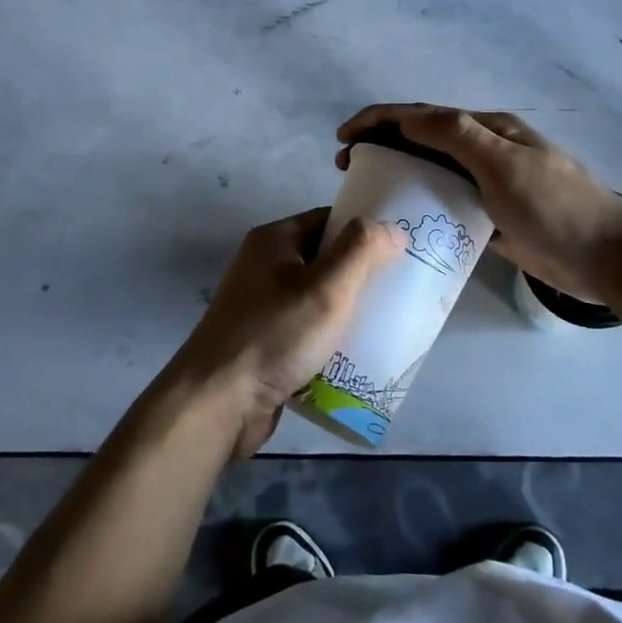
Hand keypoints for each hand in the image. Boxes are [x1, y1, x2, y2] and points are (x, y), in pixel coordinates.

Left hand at [170, 207, 403, 457]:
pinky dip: (332, 340)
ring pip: (319, 299)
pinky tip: (361, 356)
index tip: (403, 246)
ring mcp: (263, 308)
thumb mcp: (326, 287)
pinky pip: (308, 332)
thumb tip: (391, 229)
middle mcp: (265, 267)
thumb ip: (361, 251)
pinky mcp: (266, 345)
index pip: (328, 220)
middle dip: (363, 274)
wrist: (218, 403)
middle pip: (325, 260)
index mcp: (274, 241)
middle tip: (403, 287)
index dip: (364, 229)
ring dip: (349, 311)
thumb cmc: (275, 335)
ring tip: (391, 322)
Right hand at [337, 104, 621, 303]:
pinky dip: (420, 202)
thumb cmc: (554, 207)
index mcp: (487, 129)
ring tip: (366, 189)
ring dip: (397, 171)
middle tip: (346, 166)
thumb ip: (458, 136)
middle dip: (381, 143)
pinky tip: (402, 218)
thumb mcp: (504, 164)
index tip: (343, 137)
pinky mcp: (491, 215)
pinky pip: (446, 202)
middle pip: (422, 139)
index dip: (379, 119)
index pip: (422, 115)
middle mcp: (484, 150)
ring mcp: (489, 183)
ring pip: (432, 170)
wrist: (606, 259)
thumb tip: (408, 117)